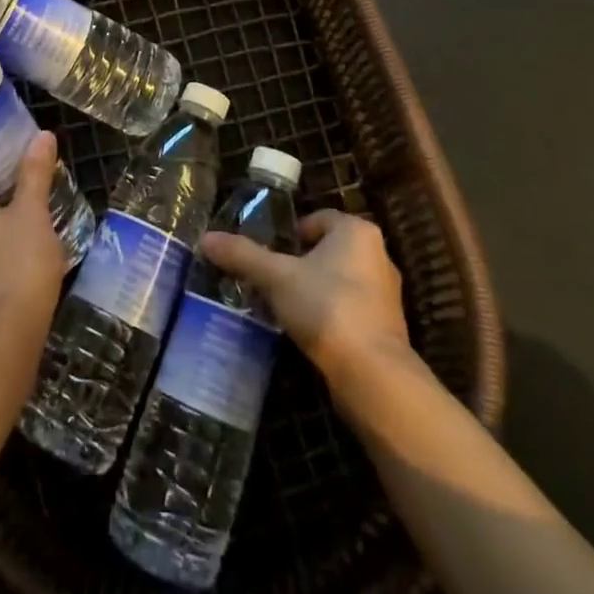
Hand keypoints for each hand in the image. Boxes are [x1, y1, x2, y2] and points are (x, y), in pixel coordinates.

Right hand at [201, 210, 411, 397]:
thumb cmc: (326, 308)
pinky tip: (309, 331)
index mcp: (356, 231)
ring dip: (315, 289)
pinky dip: (331, 314)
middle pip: (328, 249)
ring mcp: (387, 293)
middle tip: (272, 280)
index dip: (290, 235)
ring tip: (286, 307)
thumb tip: (205, 239)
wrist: (373, 375)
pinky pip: (351, 308)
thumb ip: (243, 255)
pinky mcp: (388, 326)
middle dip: (300, 263)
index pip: (316, 219)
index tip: (270, 256)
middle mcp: (378, 254)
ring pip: (340, 279)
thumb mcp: (276, 277)